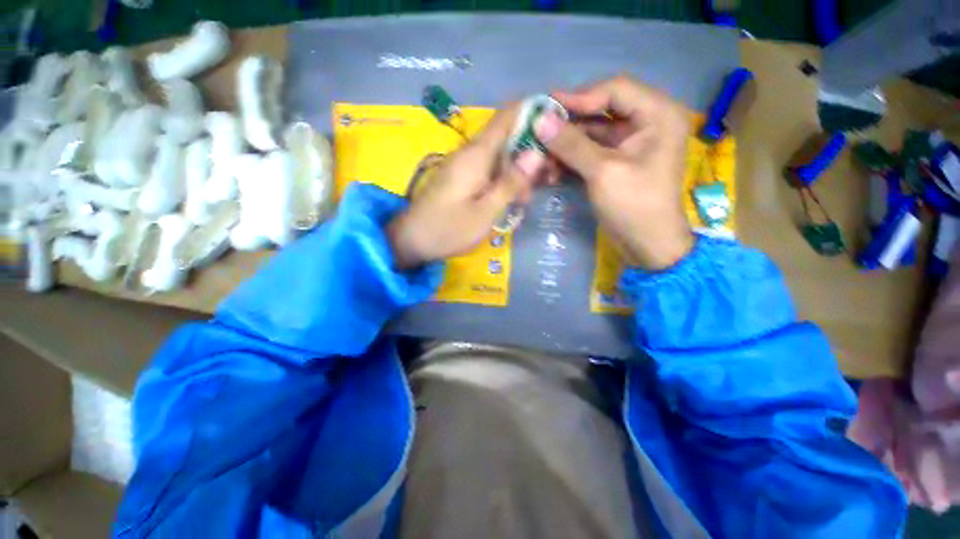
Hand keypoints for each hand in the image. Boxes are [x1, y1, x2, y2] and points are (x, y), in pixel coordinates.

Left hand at [388, 105, 545, 269]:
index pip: (507, 116)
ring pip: (500, 156)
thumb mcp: (485, 212)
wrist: (411, 241)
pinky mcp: (462, 178)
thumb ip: (510, 183)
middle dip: (532, 151)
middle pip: (508, 137)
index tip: (557, 126)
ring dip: (519, 171)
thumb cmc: (448, 229)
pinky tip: (512, 199)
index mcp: (476, 154)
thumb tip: (535, 152)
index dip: (533, 112)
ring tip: (528, 197)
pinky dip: (505, 180)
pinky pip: (490, 170)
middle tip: (549, 178)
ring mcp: (465, 165)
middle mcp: (471, 153)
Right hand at [536, 76, 694, 269]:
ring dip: (566, 146)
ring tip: (540, 157)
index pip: (615, 90)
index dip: (580, 97)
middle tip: (538, 132)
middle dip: (569, 126)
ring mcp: (630, 144)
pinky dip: (571, 160)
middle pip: (601, 112)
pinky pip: (591, 152)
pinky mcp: (617, 163)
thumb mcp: (602, 172)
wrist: (647, 245)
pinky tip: (551, 170)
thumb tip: (540, 120)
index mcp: (657, 115)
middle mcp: (646, 122)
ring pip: (592, 134)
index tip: (547, 108)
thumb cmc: (634, 205)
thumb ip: (571, 144)